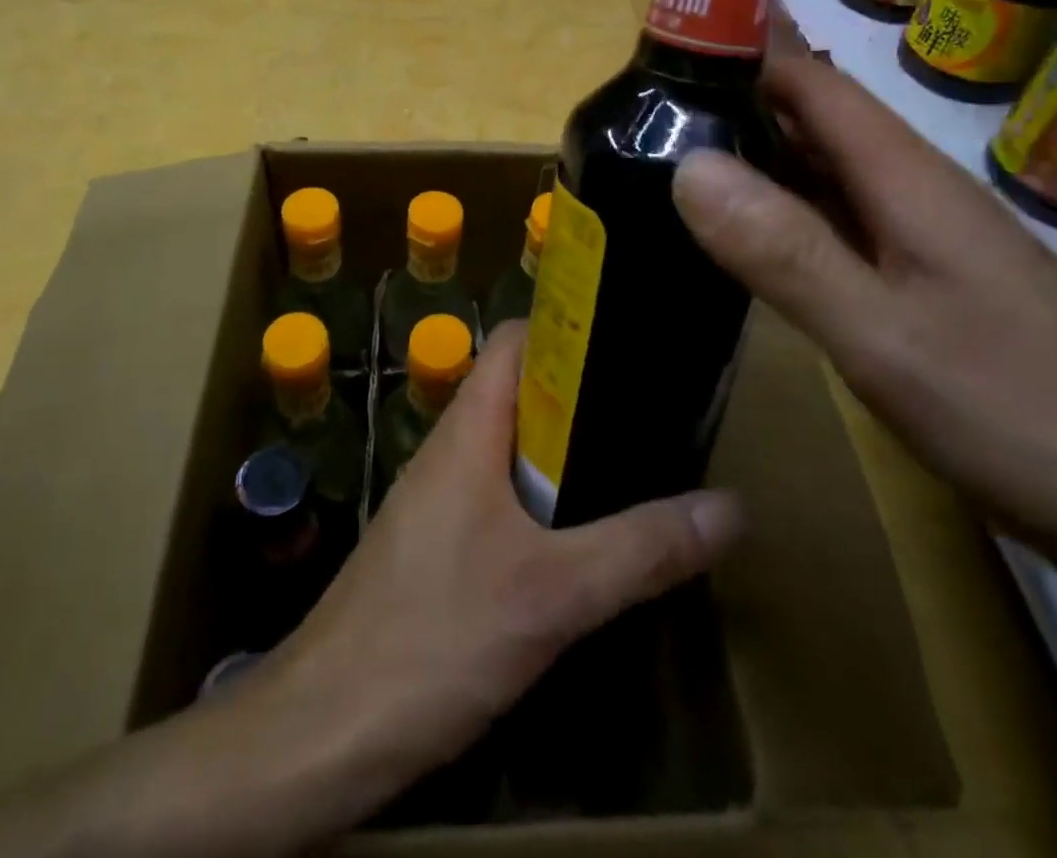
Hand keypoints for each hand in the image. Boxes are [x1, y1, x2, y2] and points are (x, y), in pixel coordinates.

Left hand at [265, 321, 742, 808]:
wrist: (326, 727)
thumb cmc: (435, 635)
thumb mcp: (552, 595)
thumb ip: (639, 549)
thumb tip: (729, 507)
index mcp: (469, 429)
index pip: (515, 341)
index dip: (568, 328)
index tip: (631, 339)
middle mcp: (451, 449)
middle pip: (521, 392)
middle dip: (584, 396)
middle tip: (654, 411)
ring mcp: (440, 498)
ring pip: (512, 448)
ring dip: (566, 453)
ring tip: (635, 464)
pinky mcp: (439, 546)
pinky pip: (500, 497)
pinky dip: (544, 500)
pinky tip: (582, 538)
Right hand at [670, 22, 1056, 592]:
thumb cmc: (1021, 417)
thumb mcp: (883, 338)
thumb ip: (785, 251)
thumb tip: (688, 166)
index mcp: (906, 179)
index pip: (812, 82)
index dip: (744, 48)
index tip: (668, 37)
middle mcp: (915, 191)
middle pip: (816, 119)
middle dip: (736, 96)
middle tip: (647, 101)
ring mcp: (926, 238)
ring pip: (825, 171)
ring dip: (757, 151)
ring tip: (676, 150)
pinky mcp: (929, 282)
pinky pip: (839, 220)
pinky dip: (785, 207)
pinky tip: (749, 229)